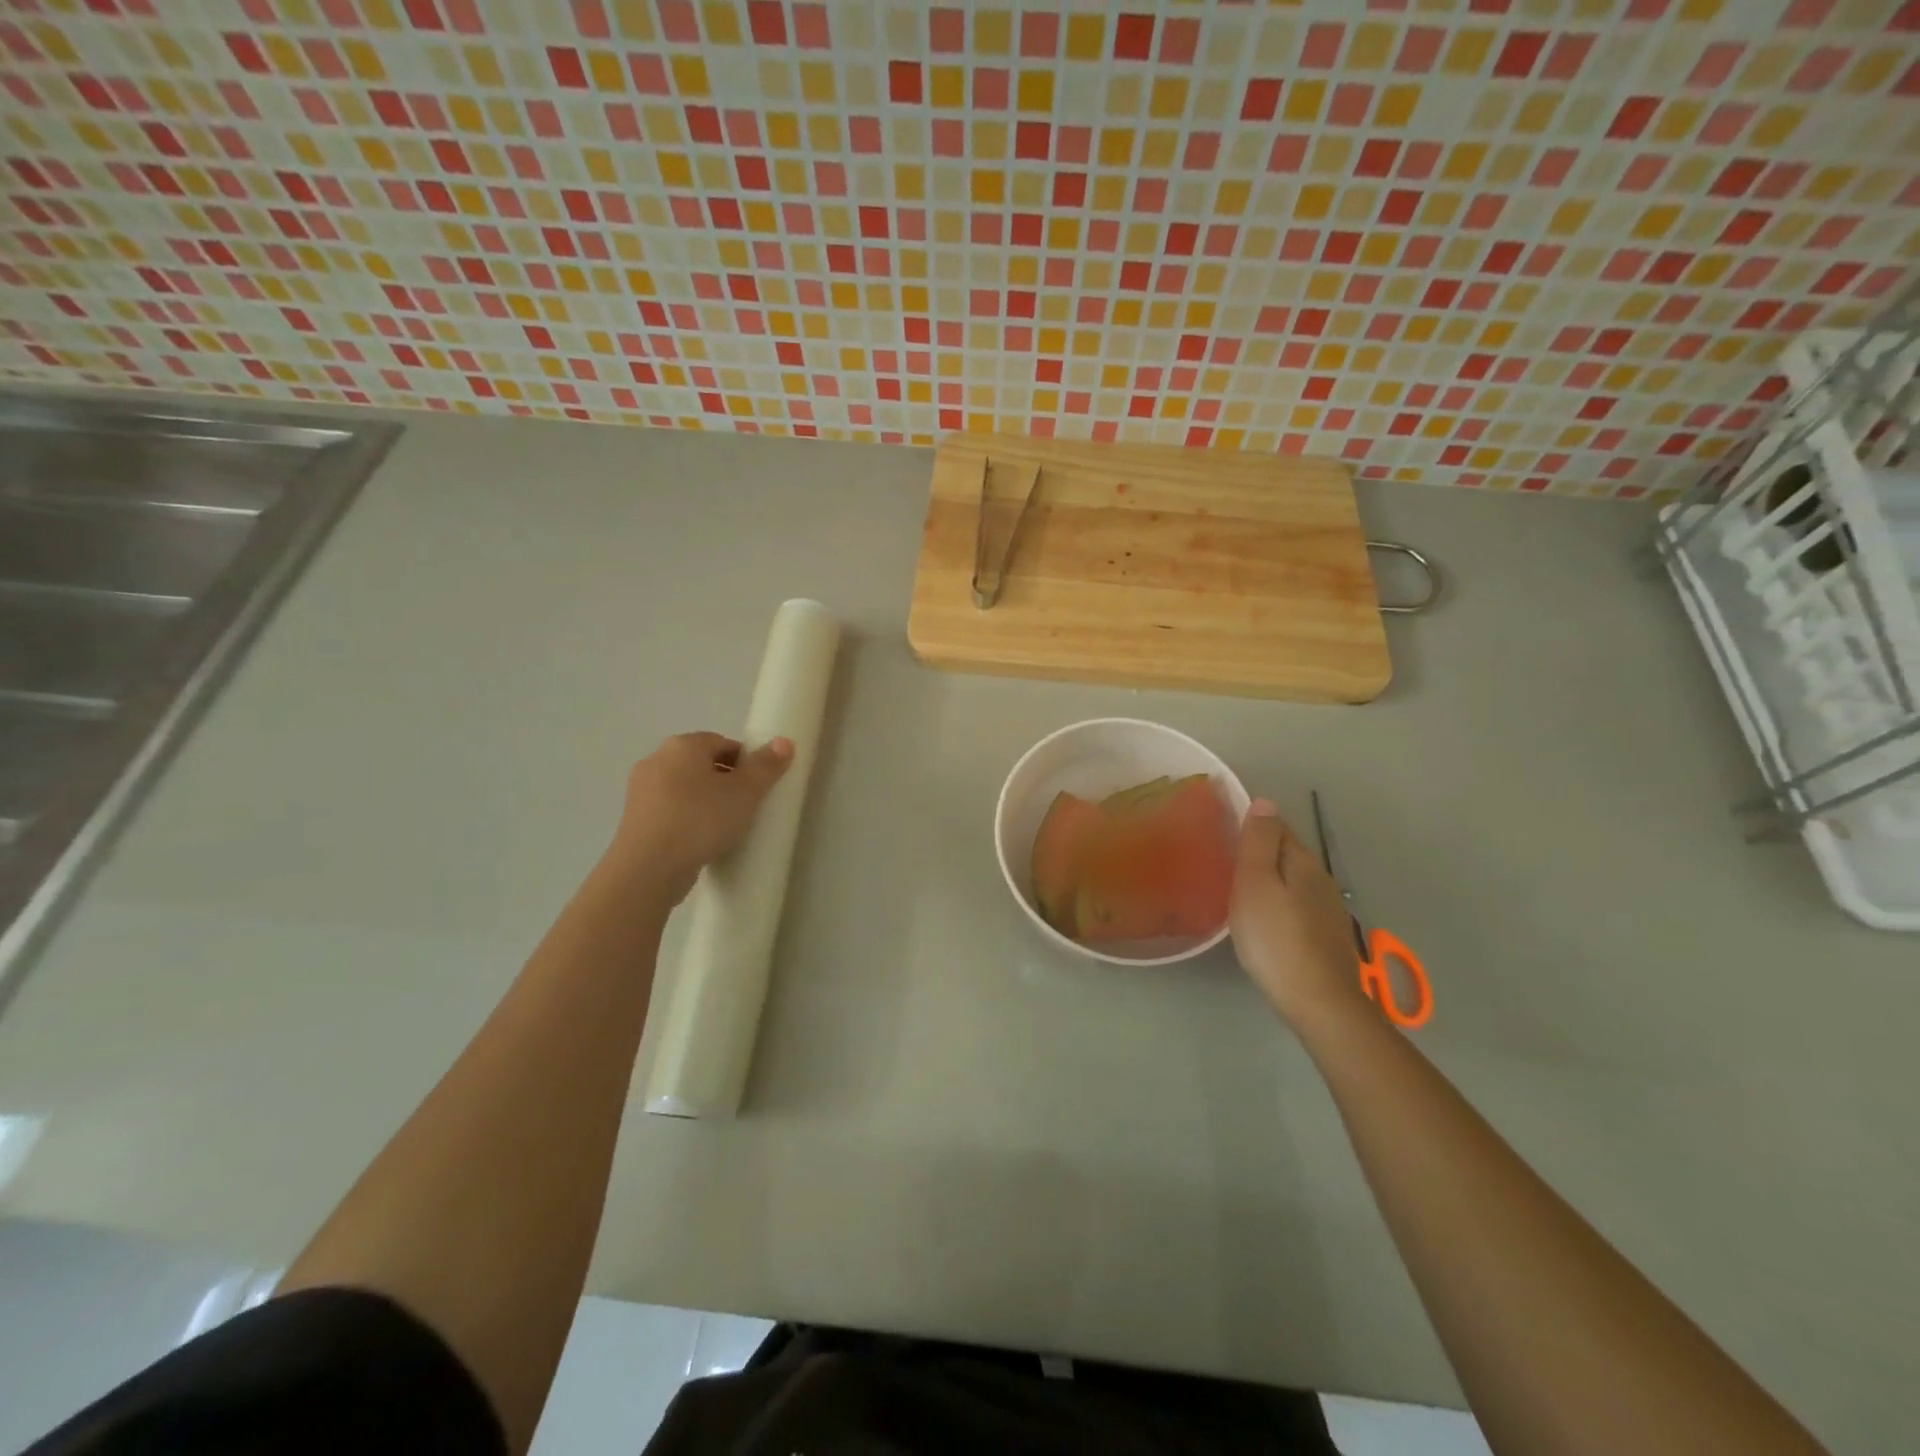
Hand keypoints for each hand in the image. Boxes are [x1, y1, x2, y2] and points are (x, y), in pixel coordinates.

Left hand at [609, 732, 793, 904]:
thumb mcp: (745, 792)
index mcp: (682, 745)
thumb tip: (784, 741)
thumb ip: (766, 766)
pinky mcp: (634, 820)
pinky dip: (687, 818)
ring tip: (726, 826)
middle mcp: (656, 760)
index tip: (759, 786)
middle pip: (701, 763)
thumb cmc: (700, 820)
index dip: (745, 761)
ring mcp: (640, 791)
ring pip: (684, 788)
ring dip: (705, 800)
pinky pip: (670, 810)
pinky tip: (701, 840)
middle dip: (725, 780)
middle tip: (746, 805)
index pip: (722, 741)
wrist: (648, 869)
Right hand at [1230, 798, 1369, 1027]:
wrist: (1318, 1002)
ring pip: (1294, 882)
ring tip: (1240, 890)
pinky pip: (1298, 908)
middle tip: (1225, 860)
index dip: (1253, 824)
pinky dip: (1280, 905)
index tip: (1225, 830)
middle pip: (1288, 854)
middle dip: (1261, 852)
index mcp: (1303, 862)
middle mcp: (1322, 880)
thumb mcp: (1255, 883)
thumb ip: (1258, 842)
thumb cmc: (1275, 938)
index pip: (1278, 827)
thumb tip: (1265, 801)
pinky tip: (1265, 921)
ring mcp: (1328, 911)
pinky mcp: (1327, 939)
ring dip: (1271, 880)